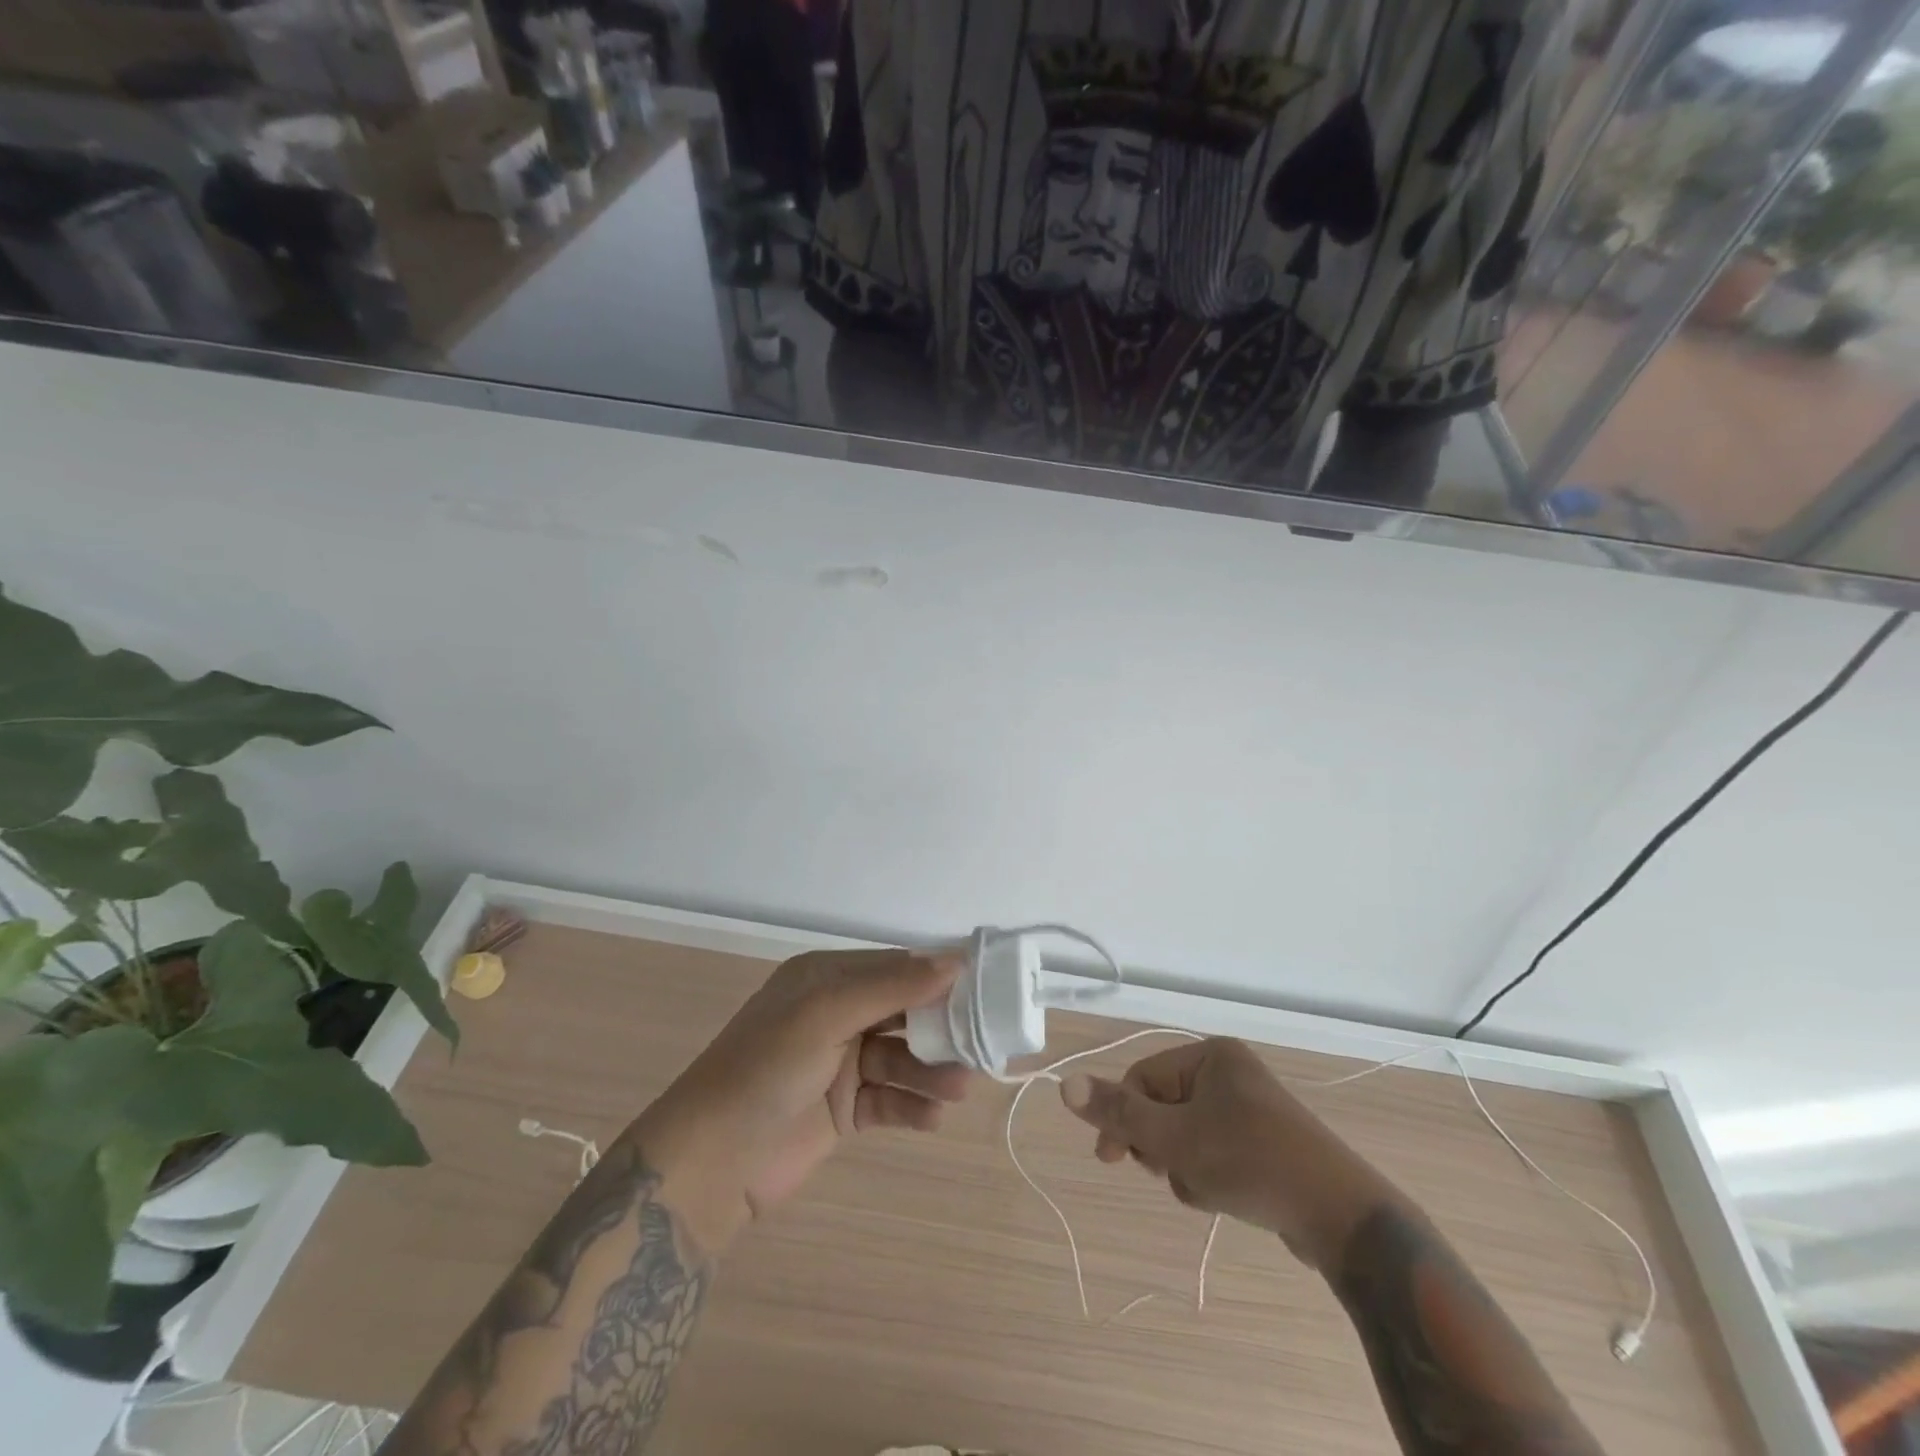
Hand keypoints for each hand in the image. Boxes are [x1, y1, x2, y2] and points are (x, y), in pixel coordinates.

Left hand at [629, 949, 970, 1253]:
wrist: (712, 1161)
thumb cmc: (768, 1068)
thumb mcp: (826, 1013)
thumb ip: (891, 987)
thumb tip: (954, 960)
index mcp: (826, 978)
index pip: (895, 967)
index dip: (937, 976)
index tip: (984, 988)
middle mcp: (836, 1014)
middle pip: (904, 1012)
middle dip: (942, 1028)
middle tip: (982, 1044)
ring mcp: (840, 1063)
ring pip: (902, 1058)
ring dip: (932, 1072)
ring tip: (958, 1089)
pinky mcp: (844, 1109)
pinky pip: (890, 1100)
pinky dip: (913, 1107)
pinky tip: (932, 1118)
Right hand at [1060, 1037, 1396, 1271]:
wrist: (1342, 1219)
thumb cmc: (1251, 1164)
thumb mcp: (1175, 1139)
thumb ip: (1119, 1113)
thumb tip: (1064, 1082)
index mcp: (1211, 1056)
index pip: (1143, 1078)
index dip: (1123, 1117)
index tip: (1109, 1160)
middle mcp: (1230, 1073)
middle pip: (1164, 1108)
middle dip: (1161, 1146)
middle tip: (1176, 1170)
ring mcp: (1251, 1109)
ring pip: (1187, 1136)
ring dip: (1185, 1167)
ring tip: (1210, 1189)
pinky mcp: (1265, 1145)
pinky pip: (1215, 1153)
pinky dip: (1210, 1176)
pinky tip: (1228, 1198)